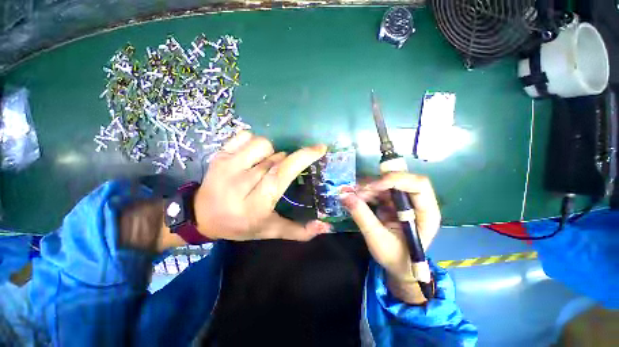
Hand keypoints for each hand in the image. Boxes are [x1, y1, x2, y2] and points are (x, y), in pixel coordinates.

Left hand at [193, 131, 329, 240]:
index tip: (320, 148)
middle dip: (286, 161)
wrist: (202, 215)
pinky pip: (245, 136)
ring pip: (263, 144)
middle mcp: (241, 183)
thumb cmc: (239, 224)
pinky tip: (250, 157)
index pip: (282, 174)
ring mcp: (227, 165)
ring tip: (265, 165)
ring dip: (271, 152)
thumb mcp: (269, 230)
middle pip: (276, 158)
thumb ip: (297, 230)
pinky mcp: (219, 155)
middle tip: (278, 174)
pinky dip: (253, 143)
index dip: (303, 158)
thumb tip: (324, 227)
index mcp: (256, 203)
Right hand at [340, 172, 440, 303]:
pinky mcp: (393, 201)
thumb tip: (344, 196)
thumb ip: (362, 217)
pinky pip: (379, 189)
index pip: (418, 185)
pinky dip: (366, 191)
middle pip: (401, 179)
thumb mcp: (377, 239)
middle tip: (357, 191)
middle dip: (377, 183)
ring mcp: (404, 200)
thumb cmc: (395, 257)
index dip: (396, 180)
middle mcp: (417, 202)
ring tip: (353, 196)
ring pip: (387, 183)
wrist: (399, 266)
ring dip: (368, 187)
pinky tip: (357, 198)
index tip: (373, 186)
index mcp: (426, 213)